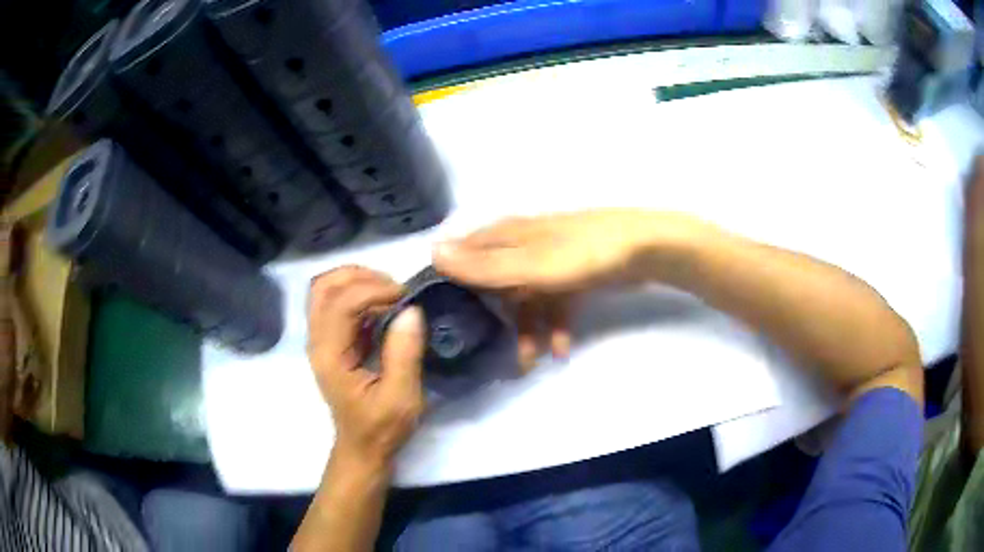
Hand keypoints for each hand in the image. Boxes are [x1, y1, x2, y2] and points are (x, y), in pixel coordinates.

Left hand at [307, 266, 425, 468]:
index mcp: (330, 355)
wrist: (362, 447)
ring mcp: (320, 340)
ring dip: (355, 280)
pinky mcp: (330, 341)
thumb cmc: (381, 427)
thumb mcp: (402, 397)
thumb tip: (412, 310)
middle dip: (359, 276)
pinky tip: (381, 305)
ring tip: (388, 291)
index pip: (341, 303)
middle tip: (393, 287)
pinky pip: (334, 302)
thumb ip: (404, 353)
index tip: (406, 297)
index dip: (374, 290)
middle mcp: (317, 341)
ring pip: (325, 290)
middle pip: (323, 286)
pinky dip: (357, 293)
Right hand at [432, 210, 699, 370]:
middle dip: (493, 318)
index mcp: (508, 236)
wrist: (644, 249)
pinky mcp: (573, 276)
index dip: (449, 280)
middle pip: (495, 284)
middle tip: (487, 350)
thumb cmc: (584, 254)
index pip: (464, 254)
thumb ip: (484, 265)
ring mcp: (549, 262)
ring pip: (526, 299)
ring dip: (527, 330)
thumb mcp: (531, 264)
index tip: (437, 312)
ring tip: (531, 361)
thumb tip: (432, 252)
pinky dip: (554, 327)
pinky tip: (560, 350)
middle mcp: (523, 246)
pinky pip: (554, 304)